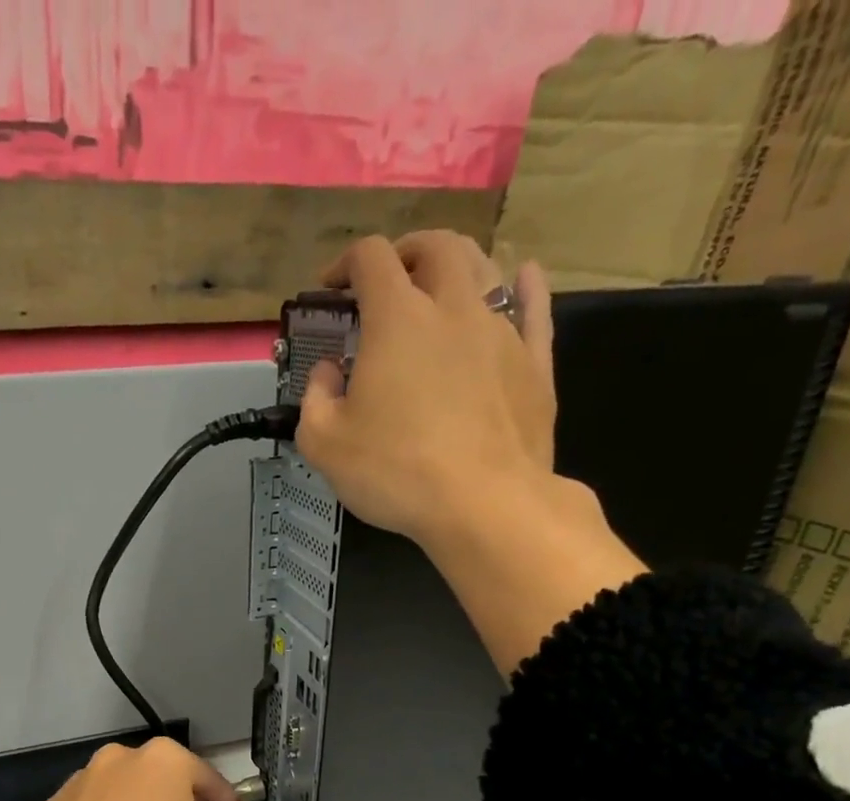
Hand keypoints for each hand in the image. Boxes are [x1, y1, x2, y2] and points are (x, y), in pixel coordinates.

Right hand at [295, 231, 561, 546]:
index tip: (332, 290)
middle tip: (390, 278)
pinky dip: (524, 286)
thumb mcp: (324, 444)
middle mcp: (453, 308)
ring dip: (458, 265)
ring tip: (441, 286)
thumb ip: (315, 398)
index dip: (345, 264)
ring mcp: (502, 331)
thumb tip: (328, 371)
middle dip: (407, 252)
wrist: (483, 503)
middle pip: (436, 247)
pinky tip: (522, 279)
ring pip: (485, 268)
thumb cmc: (395, 472)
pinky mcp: (534, 362)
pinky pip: (534, 307)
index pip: (371, 259)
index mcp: (397, 320)